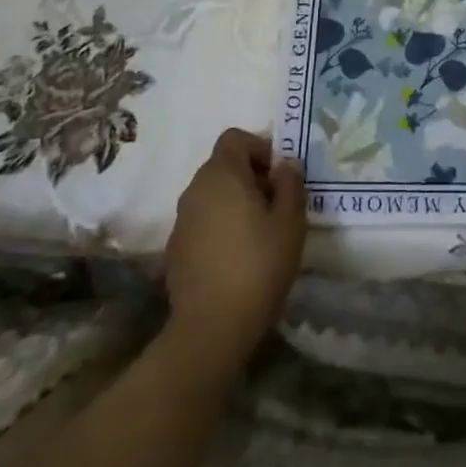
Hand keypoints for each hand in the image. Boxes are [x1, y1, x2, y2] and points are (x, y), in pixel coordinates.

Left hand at [163, 128, 306, 369]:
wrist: (211, 328)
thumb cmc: (258, 265)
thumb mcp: (290, 222)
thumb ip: (290, 184)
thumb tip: (285, 164)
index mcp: (222, 175)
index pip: (235, 138)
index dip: (260, 148)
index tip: (279, 175)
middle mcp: (195, 189)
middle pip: (223, 166)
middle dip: (250, 176)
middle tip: (276, 204)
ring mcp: (181, 220)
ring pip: (211, 195)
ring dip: (234, 202)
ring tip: (259, 232)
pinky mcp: (175, 249)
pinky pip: (202, 221)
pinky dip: (219, 226)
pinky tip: (237, 256)